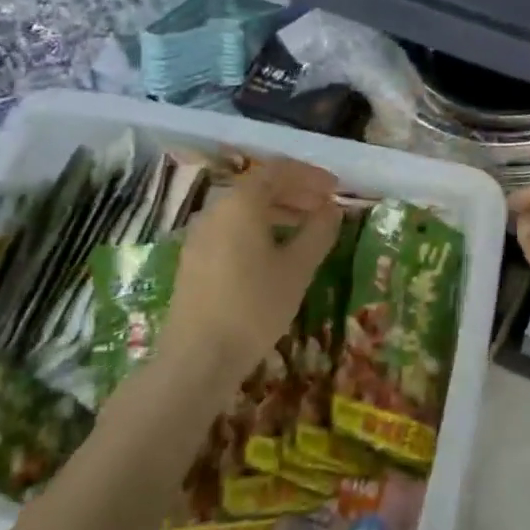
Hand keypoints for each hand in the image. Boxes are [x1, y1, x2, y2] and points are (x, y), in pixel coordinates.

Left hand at [163, 159, 342, 384]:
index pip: (279, 170)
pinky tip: (275, 253)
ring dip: (278, 212)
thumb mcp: (297, 268)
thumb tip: (332, 209)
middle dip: (296, 193)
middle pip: (259, 187)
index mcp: (241, 202)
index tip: (336, 189)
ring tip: (306, 229)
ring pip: (244, 209)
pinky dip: (258, 229)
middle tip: (325, 208)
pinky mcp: (194, 259)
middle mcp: (216, 209)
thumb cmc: (254, 307)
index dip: (310, 176)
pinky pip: (231, 229)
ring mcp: (200, 234)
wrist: (197, 358)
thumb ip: (318, 232)